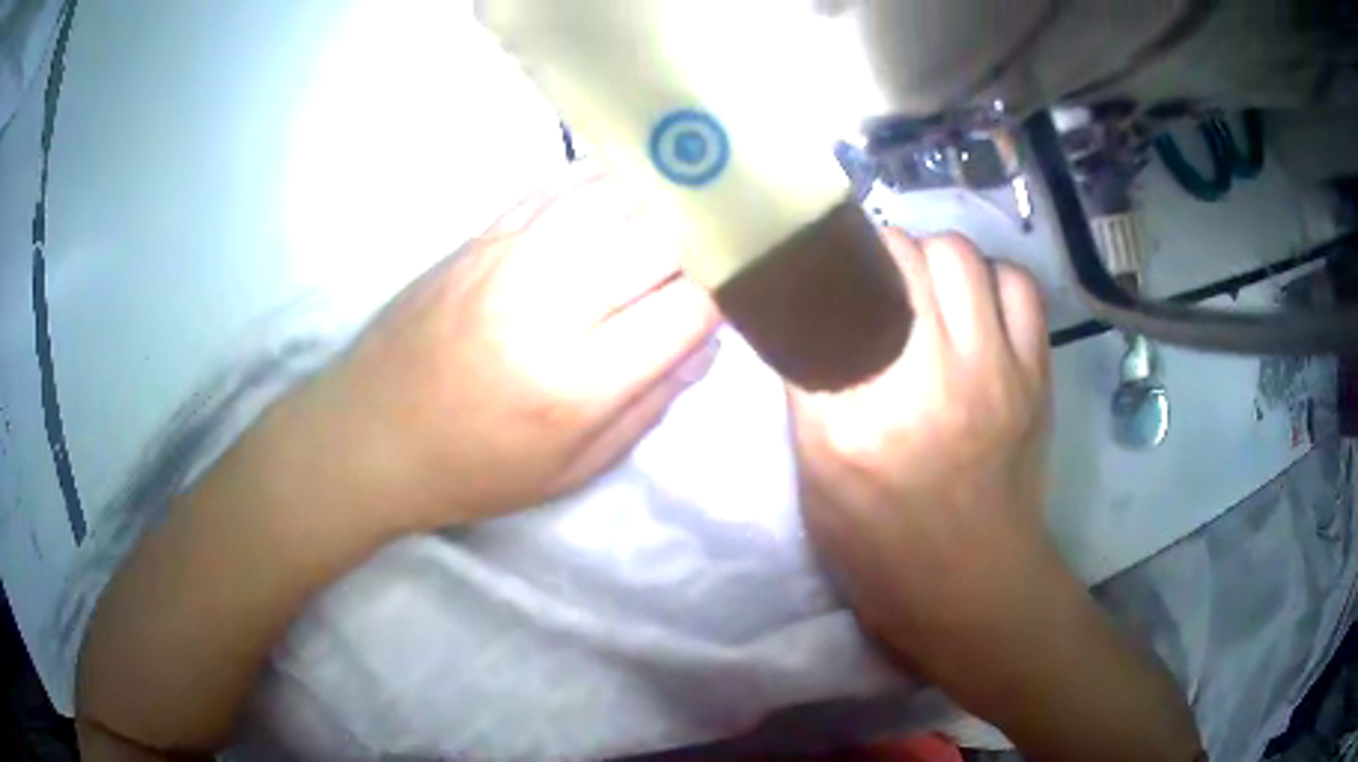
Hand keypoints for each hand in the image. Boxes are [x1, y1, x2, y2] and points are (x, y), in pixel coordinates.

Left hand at [298, 163, 719, 531]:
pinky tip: (624, 193)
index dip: (726, 295)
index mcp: (577, 381)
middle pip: (661, 237)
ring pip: (616, 195)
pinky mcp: (482, 234)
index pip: (688, 308)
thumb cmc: (473, 469)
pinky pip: (562, 187)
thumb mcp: (572, 471)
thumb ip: (650, 406)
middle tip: (719, 248)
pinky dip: (606, 184)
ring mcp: (511, 255)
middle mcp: (550, 302)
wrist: (369, 433)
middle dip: (705, 239)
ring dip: (663, 199)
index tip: (736, 294)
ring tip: (685, 207)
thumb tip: (703, 343)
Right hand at [788, 229, 1052, 646]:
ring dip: (935, 258)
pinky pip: (1018, 286)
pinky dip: (994, 280)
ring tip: (928, 287)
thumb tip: (813, 317)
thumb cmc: (879, 543)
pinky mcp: (1035, 375)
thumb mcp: (817, 476)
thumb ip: (810, 391)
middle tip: (876, 280)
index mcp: (857, 416)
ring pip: (958, 254)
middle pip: (899, 255)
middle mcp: (929, 376)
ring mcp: (993, 371)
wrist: (970, 584)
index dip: (823, 270)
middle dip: (880, 255)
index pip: (830, 297)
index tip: (820, 271)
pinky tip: (979, 304)